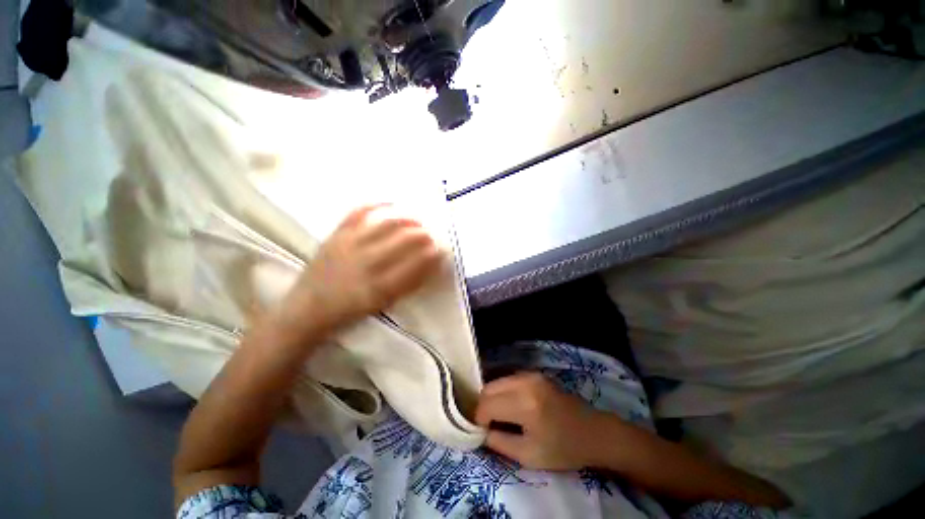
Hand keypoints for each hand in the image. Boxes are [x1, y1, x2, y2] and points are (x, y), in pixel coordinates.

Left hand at [281, 205, 442, 333]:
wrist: (307, 308)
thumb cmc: (350, 311)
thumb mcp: (383, 304)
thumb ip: (408, 285)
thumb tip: (429, 265)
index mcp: (379, 287)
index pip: (415, 265)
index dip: (432, 255)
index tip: (441, 250)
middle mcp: (366, 263)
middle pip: (403, 241)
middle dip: (424, 235)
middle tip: (433, 234)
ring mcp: (349, 245)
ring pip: (386, 225)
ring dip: (407, 220)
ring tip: (419, 220)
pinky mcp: (336, 235)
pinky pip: (358, 213)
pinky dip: (376, 204)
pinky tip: (391, 202)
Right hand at [475, 373, 604, 470]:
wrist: (593, 432)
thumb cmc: (563, 449)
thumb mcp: (529, 456)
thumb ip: (499, 443)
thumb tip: (481, 432)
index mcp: (524, 404)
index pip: (486, 405)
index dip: (479, 420)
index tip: (482, 432)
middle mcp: (524, 382)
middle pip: (488, 389)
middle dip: (483, 407)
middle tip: (489, 425)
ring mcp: (529, 374)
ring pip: (496, 382)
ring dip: (492, 398)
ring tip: (499, 416)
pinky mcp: (533, 373)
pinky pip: (508, 380)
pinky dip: (502, 392)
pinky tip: (511, 406)